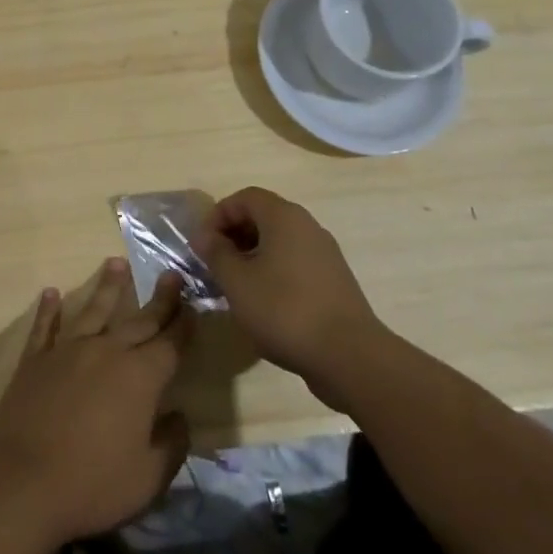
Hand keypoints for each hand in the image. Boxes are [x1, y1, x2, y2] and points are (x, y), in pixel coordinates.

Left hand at [0, 259, 190, 545]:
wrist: (21, 482)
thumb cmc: (92, 484)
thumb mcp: (148, 477)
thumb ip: (171, 445)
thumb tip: (180, 417)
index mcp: (140, 377)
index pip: (170, 344)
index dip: (184, 325)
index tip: (194, 305)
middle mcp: (106, 352)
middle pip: (138, 320)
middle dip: (159, 299)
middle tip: (171, 274)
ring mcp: (67, 351)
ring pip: (92, 310)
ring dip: (107, 287)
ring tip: (116, 263)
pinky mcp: (35, 360)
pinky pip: (45, 327)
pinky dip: (49, 310)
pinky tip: (52, 293)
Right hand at [190, 187, 384, 409]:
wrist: (349, 356)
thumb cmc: (284, 310)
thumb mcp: (237, 282)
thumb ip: (216, 253)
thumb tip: (204, 236)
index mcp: (284, 217)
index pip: (245, 197)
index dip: (219, 215)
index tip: (203, 244)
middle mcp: (307, 226)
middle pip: (263, 215)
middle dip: (234, 234)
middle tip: (215, 263)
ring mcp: (324, 253)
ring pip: (279, 240)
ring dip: (252, 254)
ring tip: (235, 284)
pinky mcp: (333, 279)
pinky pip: (294, 261)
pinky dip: (273, 270)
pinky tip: (263, 300)